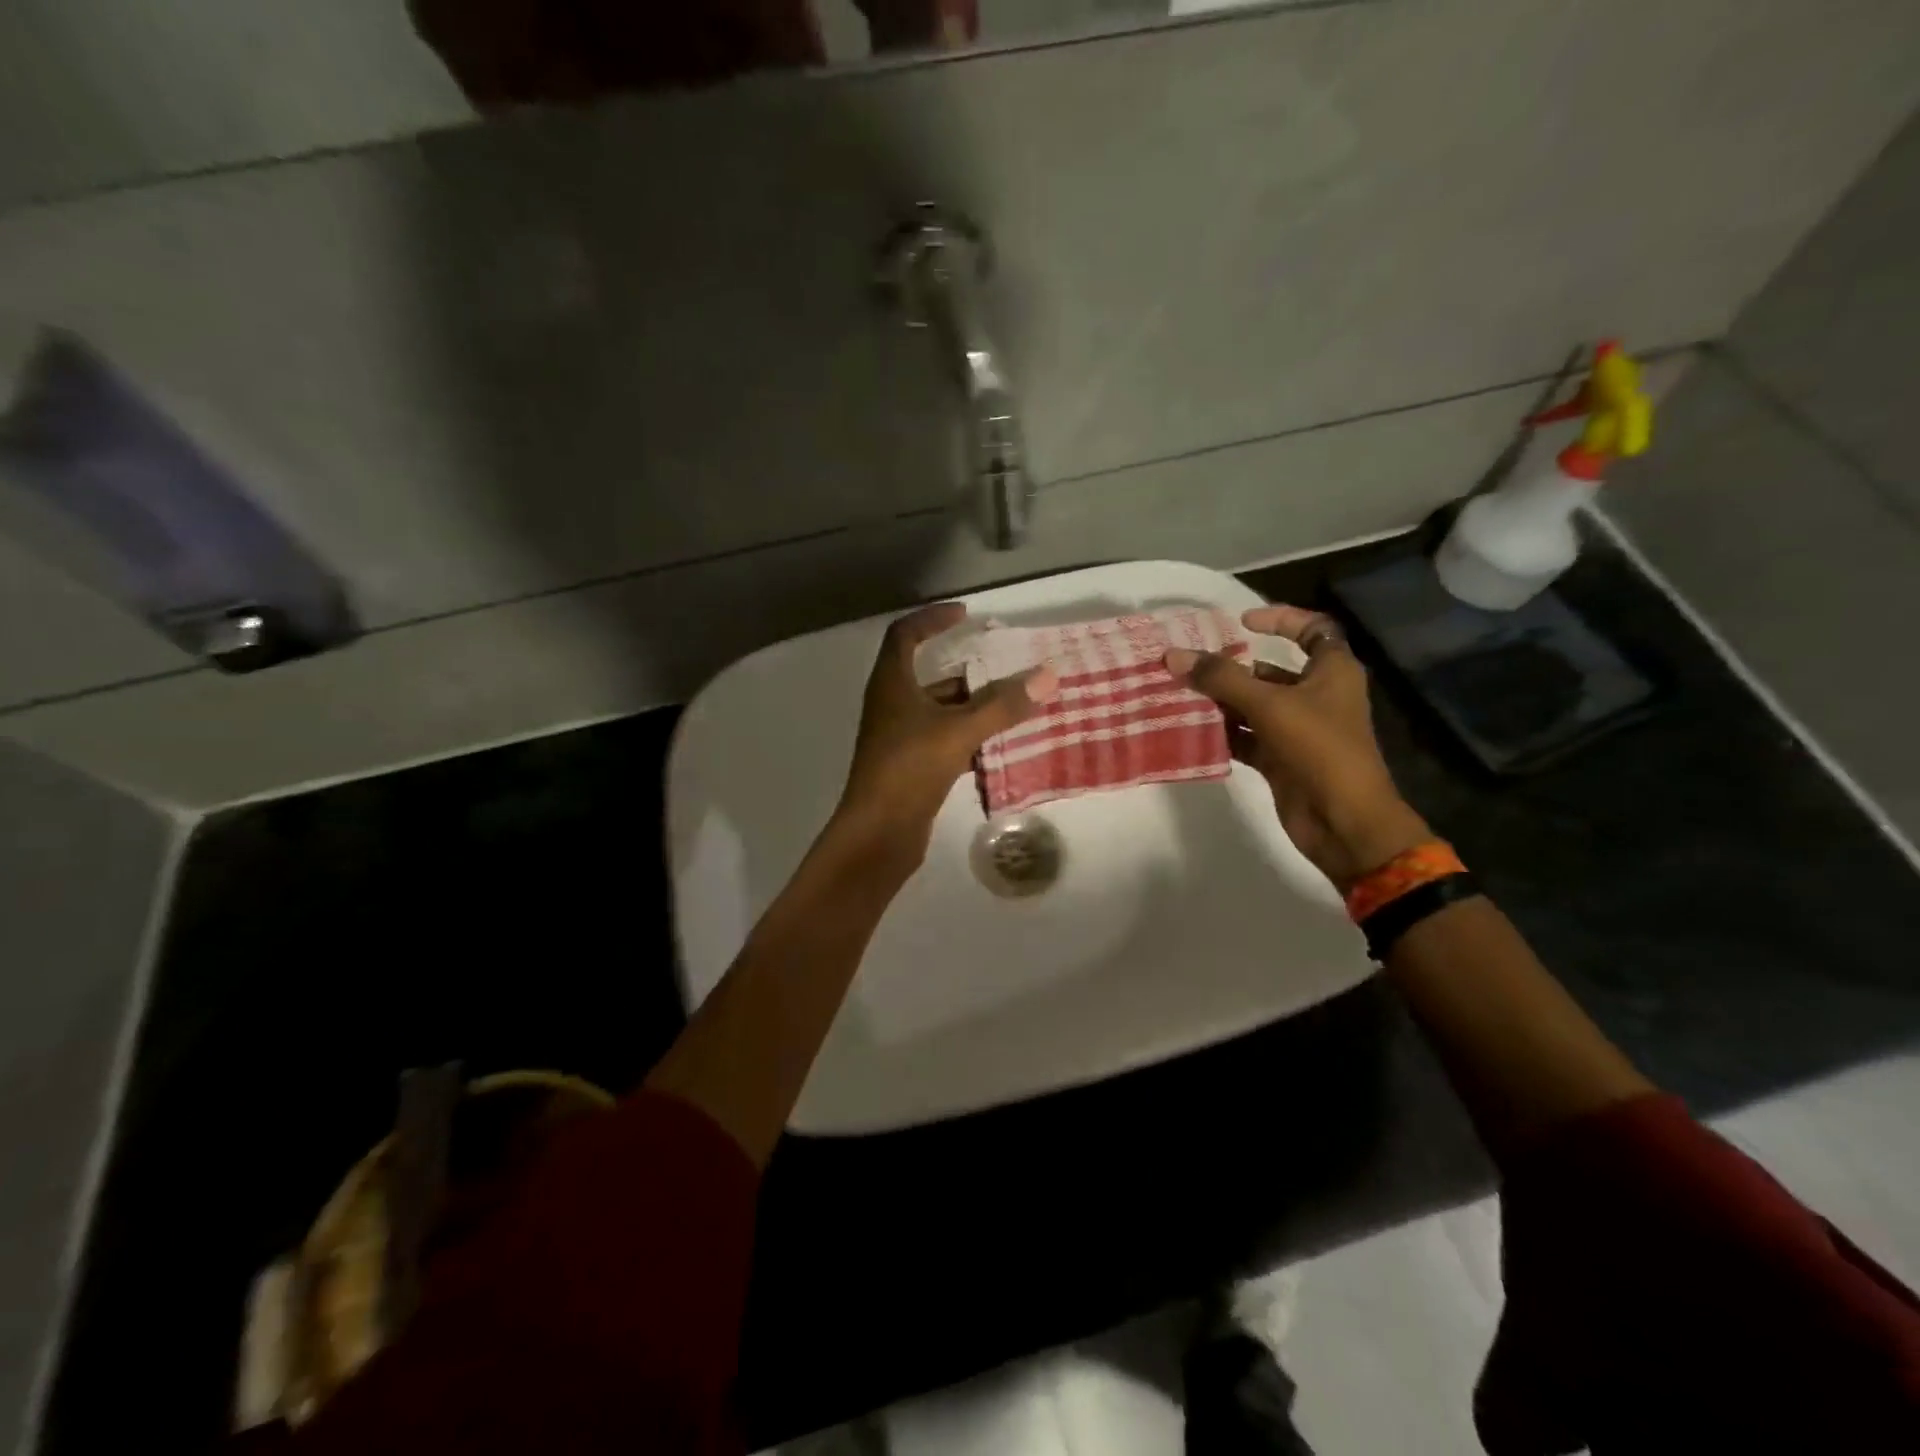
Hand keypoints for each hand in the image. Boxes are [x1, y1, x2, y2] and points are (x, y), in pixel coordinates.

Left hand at [833, 603, 1057, 861]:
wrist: (879, 833)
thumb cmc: (910, 769)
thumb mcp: (959, 731)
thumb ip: (1002, 705)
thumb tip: (1046, 676)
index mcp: (892, 684)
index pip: (905, 635)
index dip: (932, 619)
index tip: (965, 615)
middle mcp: (892, 705)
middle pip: (930, 675)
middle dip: (968, 669)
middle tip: (1007, 665)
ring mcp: (900, 738)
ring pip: (940, 711)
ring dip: (974, 706)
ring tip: (1014, 704)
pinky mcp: (911, 766)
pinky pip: (944, 740)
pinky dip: (970, 737)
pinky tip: (1001, 744)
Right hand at [1166, 604, 1430, 892]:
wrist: (1343, 821)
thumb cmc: (1318, 749)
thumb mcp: (1269, 705)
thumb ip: (1221, 679)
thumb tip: (1173, 655)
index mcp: (1332, 671)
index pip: (1312, 629)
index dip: (1280, 619)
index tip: (1240, 622)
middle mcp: (1316, 695)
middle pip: (1270, 670)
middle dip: (1231, 667)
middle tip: (1189, 664)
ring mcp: (1298, 730)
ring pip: (1253, 705)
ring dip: (1220, 701)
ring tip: (1179, 694)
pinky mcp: (1281, 759)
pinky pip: (1246, 737)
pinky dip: (1223, 733)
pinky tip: (1191, 730)